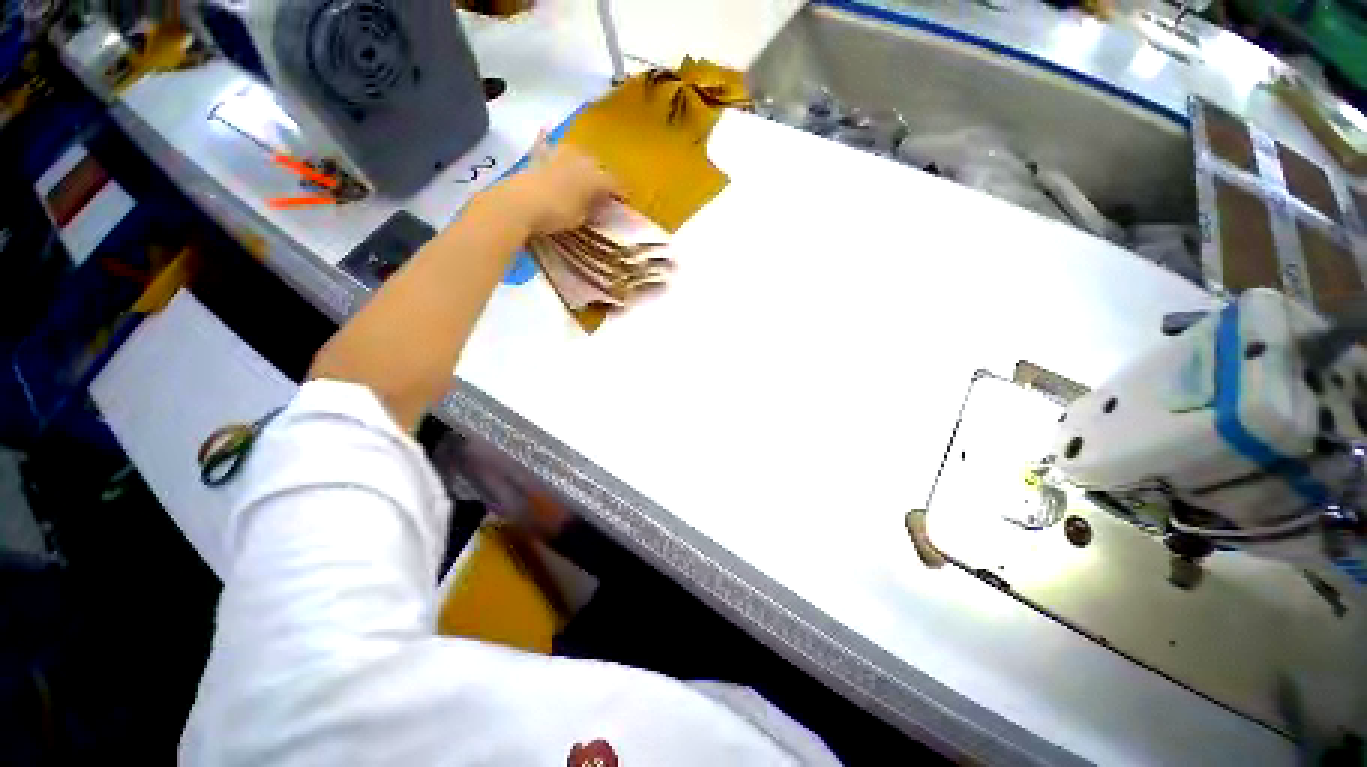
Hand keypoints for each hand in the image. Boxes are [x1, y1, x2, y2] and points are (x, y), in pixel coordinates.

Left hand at [495, 135, 619, 235]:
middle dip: (602, 178)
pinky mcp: (538, 155)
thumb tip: (600, 205)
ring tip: (583, 175)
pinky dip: (547, 141)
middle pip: (597, 166)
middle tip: (604, 193)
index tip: (626, 202)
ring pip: (577, 154)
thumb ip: (593, 208)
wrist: (519, 203)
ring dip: (582, 163)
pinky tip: (546, 131)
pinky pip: (545, 144)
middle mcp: (581, 158)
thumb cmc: (556, 213)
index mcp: (595, 175)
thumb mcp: (581, 217)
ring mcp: (558, 153)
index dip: (622, 193)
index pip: (615, 183)